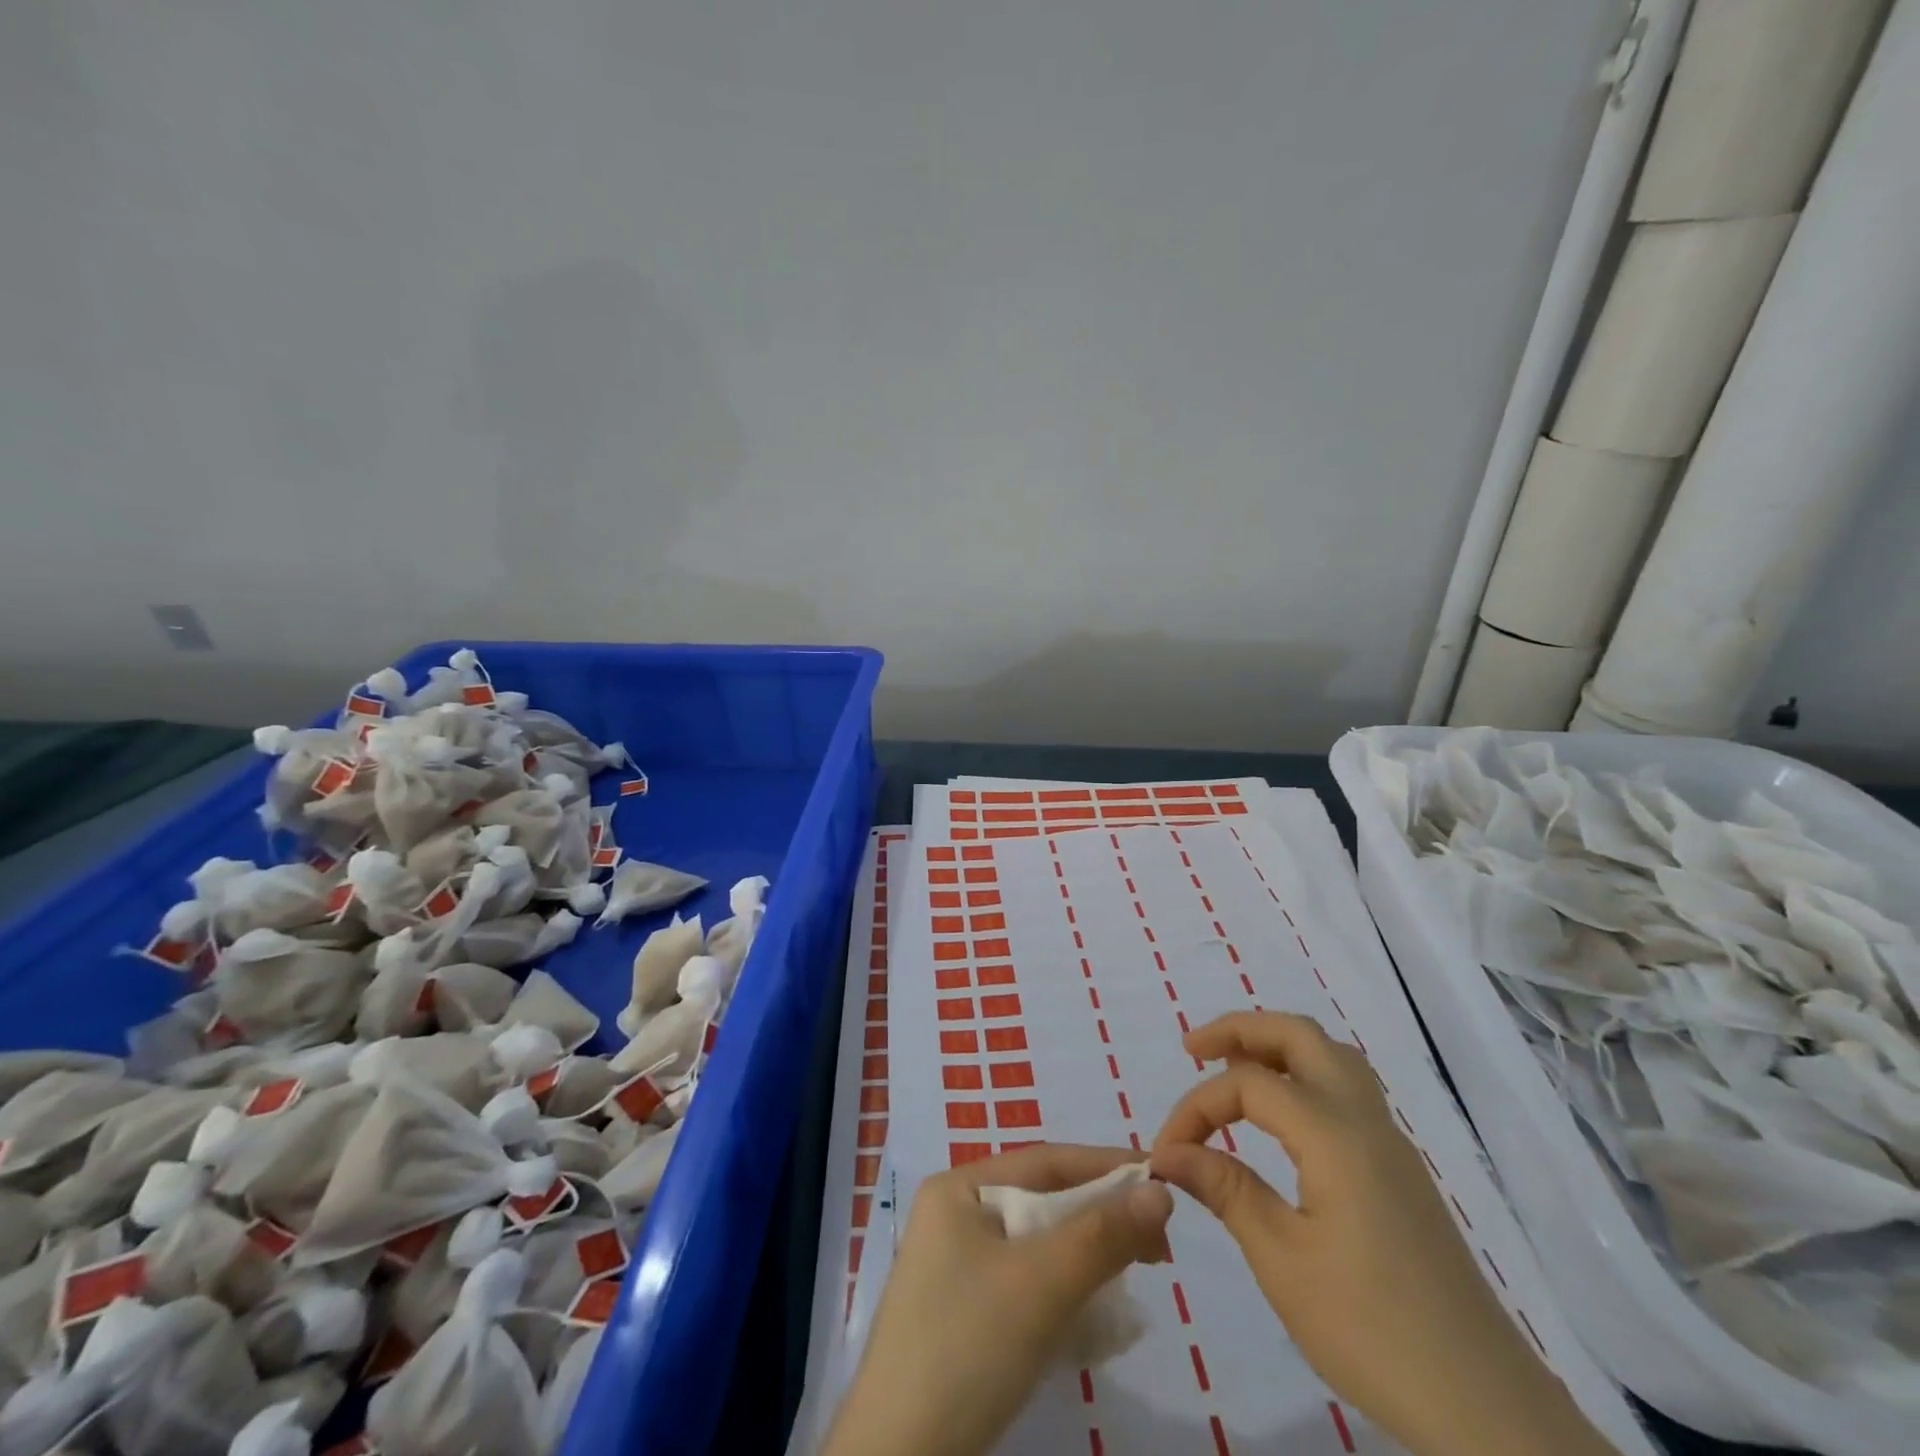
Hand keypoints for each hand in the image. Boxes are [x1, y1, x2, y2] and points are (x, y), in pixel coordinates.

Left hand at [821, 1143, 1173, 1455]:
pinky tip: (1097, 1319)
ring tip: (1135, 1275)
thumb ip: (1102, 1234)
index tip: (1162, 1177)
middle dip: (1100, 1218)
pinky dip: (1064, 1293)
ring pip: (1039, 1246)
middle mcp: (956, 1215)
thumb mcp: (1040, 1284)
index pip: (1045, 1161)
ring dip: (1087, 1258)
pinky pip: (1027, 1284)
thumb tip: (1160, 1188)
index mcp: (959, 1187)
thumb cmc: (967, 1346)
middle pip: (1043, 1201)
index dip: (1105, 1165)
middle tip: (1157, 1245)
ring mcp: (957, 1266)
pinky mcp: (966, 1313)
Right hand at [1151, 1012, 1616, 1455]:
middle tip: (1192, 1049)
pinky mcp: (1400, 1169)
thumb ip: (1225, 1189)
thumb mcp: (1282, 1261)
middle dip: (1240, 1030)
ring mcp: (1390, 1142)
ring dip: (1277, 1047)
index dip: (1196, 1107)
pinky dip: (1304, 1075)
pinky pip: (1347, 1089)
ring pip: (1331, 1056)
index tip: (1166, 1153)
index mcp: (1335, 1135)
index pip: (1248, 1083)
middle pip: (1299, 1035)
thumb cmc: (1372, 1330)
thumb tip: (1169, 1152)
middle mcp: (1365, 1120)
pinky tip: (1283, 1116)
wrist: (1487, 1408)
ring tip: (1232, 1068)